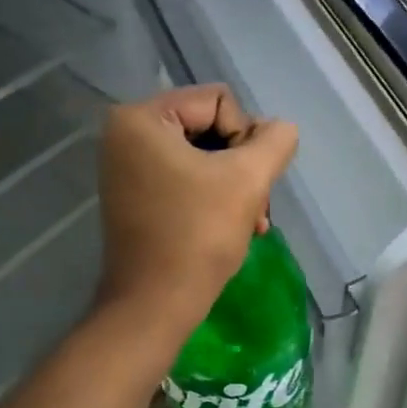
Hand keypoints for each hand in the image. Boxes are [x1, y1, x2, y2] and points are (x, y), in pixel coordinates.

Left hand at [95, 85, 298, 340]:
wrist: (155, 306)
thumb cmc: (198, 236)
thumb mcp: (248, 179)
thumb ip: (275, 141)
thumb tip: (280, 129)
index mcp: (141, 118)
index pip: (219, 101)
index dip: (246, 138)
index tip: (248, 181)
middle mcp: (126, 134)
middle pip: (211, 127)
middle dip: (242, 166)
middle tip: (258, 206)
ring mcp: (128, 166)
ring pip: (205, 156)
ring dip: (236, 186)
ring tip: (253, 222)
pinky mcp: (136, 195)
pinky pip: (187, 178)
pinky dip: (215, 197)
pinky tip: (237, 226)